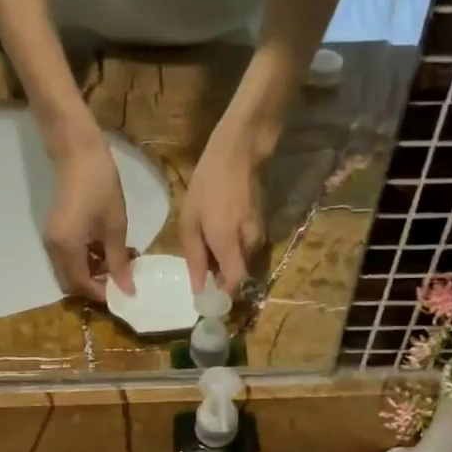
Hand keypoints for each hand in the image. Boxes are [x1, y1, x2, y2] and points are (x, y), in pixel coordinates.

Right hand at [44, 136, 134, 302]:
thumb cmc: (101, 185)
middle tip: (120, 281)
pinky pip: (68, 259)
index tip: (124, 292)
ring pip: (69, 272)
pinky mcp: (55, 233)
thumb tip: (127, 290)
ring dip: (91, 275)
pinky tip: (105, 252)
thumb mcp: (115, 225)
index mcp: (67, 247)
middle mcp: (54, 248)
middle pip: (71, 283)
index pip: (82, 284)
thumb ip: (119, 260)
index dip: (102, 293)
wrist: (78, 153)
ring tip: (117, 265)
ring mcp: (51, 240)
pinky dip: (85, 262)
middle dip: (94, 287)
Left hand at [180, 130, 264, 294]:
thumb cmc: (208, 183)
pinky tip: (218, 229)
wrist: (240, 152)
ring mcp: (259, 234)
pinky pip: (245, 246)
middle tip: (199, 265)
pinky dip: (231, 246)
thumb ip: (194, 257)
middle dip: (219, 276)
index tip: (207, 298)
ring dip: (224, 259)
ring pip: (241, 260)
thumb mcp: (189, 220)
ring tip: (205, 241)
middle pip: (236, 273)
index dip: (222, 296)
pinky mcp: (262, 225)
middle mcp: (249, 243)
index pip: (234, 283)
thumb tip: (198, 289)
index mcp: (228, 242)